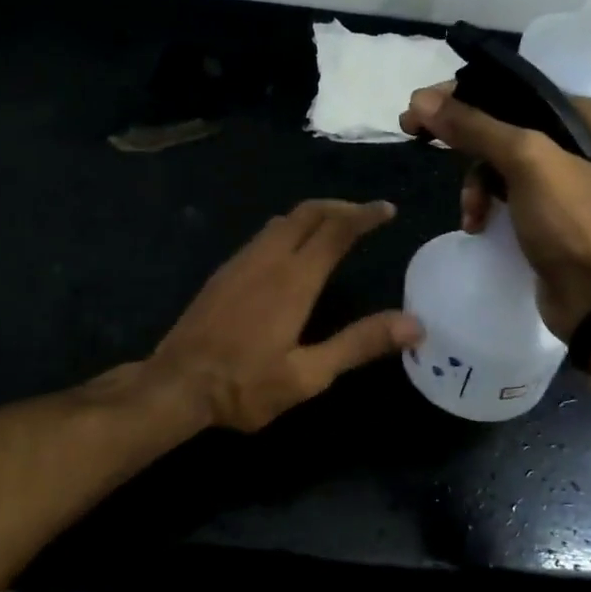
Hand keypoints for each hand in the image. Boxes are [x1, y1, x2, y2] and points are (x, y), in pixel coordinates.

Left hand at [150, 199, 422, 431]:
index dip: (364, 215)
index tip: (387, 209)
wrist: (176, 385)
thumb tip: (414, 324)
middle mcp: (269, 258)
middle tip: (365, 215)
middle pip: (308, 213)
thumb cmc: (245, 385)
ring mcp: (242, 261)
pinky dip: (290, 228)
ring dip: (313, 215)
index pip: (336, 229)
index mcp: (295, 278)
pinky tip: (291, 252)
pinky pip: (264, 235)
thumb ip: (359, 344)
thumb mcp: (309, 374)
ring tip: (334, 227)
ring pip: (283, 220)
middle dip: (340, 207)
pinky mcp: (224, 272)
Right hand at [400, 85, 590, 340]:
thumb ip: (474, 125)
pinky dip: (484, 202)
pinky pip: (501, 189)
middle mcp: (576, 138)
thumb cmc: (570, 220)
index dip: (464, 93)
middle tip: (415, 133)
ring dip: (473, 182)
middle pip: (500, 121)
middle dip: (461, 137)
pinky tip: (477, 223)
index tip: (421, 105)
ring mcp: (559, 175)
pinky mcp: (543, 208)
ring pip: (495, 158)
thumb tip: (419, 100)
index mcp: (585, 114)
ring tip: (470, 209)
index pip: (513, 88)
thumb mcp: (524, 161)